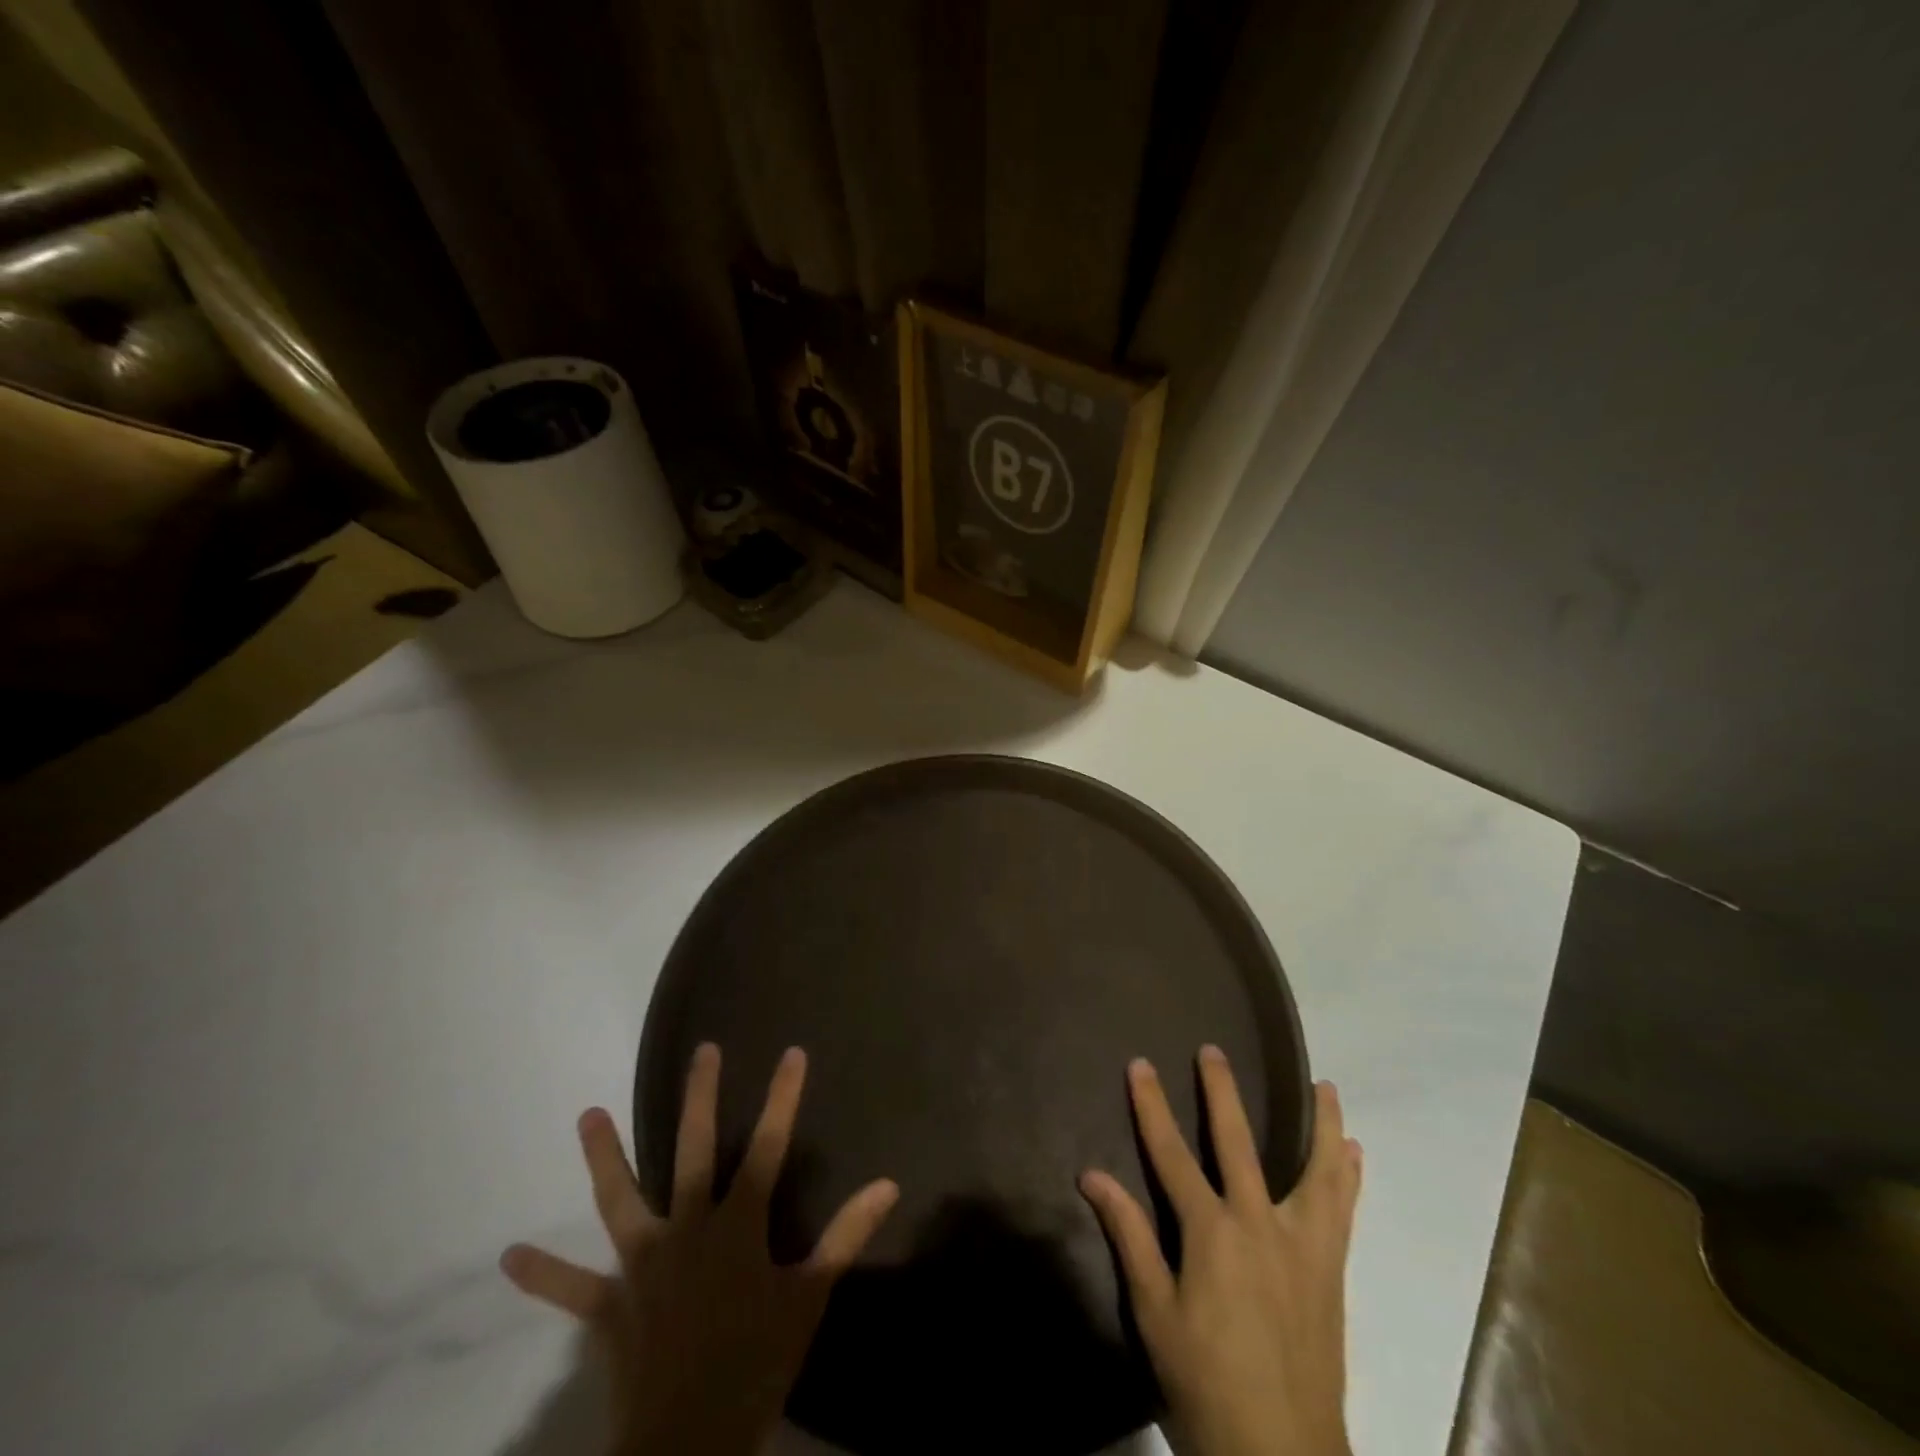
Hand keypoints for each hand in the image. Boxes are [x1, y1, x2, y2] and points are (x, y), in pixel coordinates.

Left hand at [501, 1045, 898, 1455]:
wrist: (690, 1443)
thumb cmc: (756, 1365)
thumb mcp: (810, 1299)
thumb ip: (846, 1237)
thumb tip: (888, 1185)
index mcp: (737, 1226)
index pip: (768, 1146)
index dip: (782, 1098)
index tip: (792, 1052)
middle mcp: (687, 1229)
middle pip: (692, 1150)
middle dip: (699, 1097)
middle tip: (702, 1050)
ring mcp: (643, 1264)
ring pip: (621, 1200)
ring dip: (603, 1157)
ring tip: (586, 1115)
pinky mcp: (609, 1307)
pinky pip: (572, 1289)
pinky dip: (543, 1274)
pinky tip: (509, 1258)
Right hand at [1080, 1049, 1362, 1455]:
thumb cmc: (1206, 1385)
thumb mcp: (1155, 1314)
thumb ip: (1130, 1238)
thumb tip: (1092, 1175)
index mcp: (1212, 1234)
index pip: (1171, 1154)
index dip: (1151, 1106)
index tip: (1140, 1065)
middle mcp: (1260, 1225)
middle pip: (1239, 1143)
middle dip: (1222, 1093)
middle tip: (1212, 1051)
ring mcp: (1304, 1246)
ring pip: (1316, 1170)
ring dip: (1320, 1125)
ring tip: (1324, 1086)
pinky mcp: (1331, 1271)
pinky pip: (1344, 1212)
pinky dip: (1348, 1177)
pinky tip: (1354, 1153)